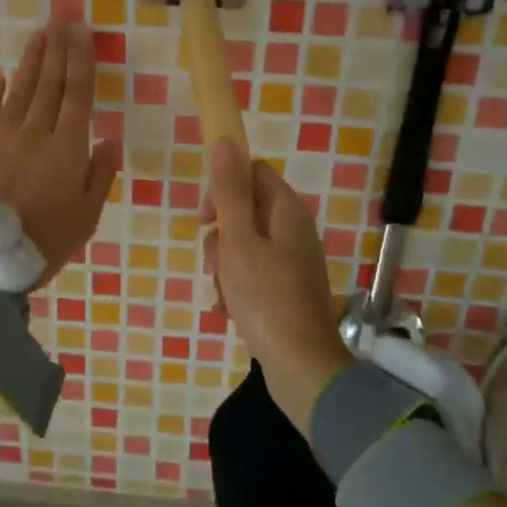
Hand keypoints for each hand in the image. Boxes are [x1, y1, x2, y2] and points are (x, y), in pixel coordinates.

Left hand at [0, 21, 120, 288]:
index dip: (82, 58)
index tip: (82, 30)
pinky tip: (1, 77)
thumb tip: (111, 140)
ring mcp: (1, 136)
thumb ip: (100, 175)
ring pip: (20, 89)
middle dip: (58, 47)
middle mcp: (35, 132)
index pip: (78, 93)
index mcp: (67, 147)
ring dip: (31, 60)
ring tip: (39, 34)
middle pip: (49, 82)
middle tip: (62, 15)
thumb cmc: (44, 241)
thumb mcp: (86, 216)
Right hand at [202, 138, 352, 435]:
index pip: (252, 173)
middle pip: (246, 212)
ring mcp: (293, 263)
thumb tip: (224, 139)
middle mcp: (294, 231)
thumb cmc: (266, 298)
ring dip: (225, 266)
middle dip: (220, 235)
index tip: (205, 218)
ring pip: (246, 246)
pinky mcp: (288, 291)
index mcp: (287, 211)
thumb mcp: (238, 240)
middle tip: (213, 263)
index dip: (223, 188)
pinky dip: (238, 289)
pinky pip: (254, 276)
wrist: (302, 367)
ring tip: (222, 294)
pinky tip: (229, 312)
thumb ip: (228, 191)